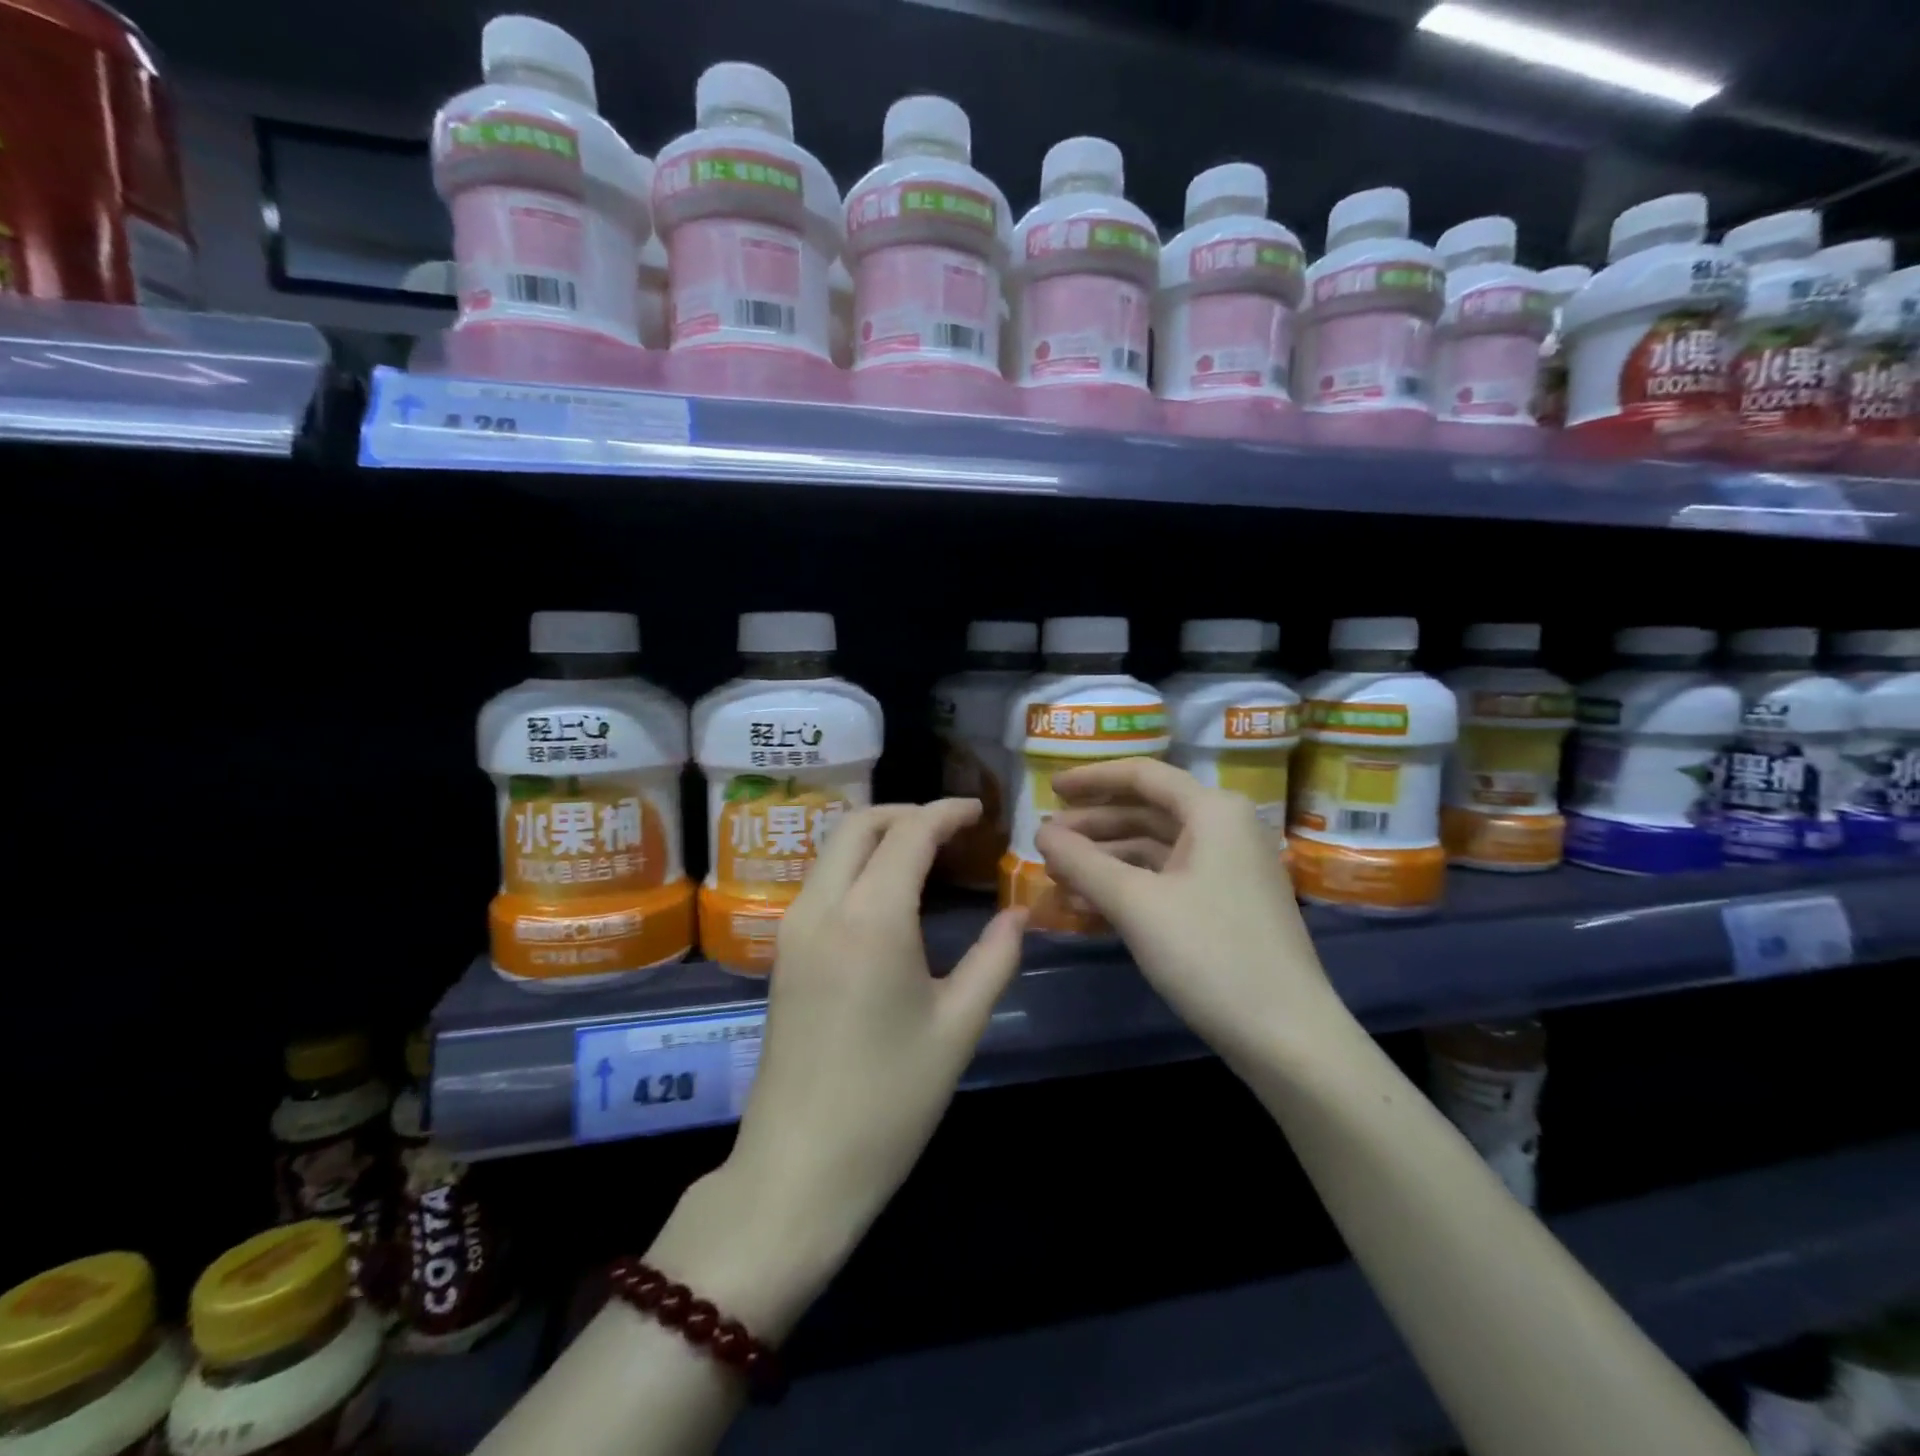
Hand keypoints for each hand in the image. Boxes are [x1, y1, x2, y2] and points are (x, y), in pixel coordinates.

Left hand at [652, 800, 1024, 1339]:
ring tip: (928, 855)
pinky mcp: (784, 952)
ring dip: (880, 835)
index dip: (947, 812)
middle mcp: (823, 907)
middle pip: (860, 824)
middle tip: (954, 829)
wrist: (799, 1168)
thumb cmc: (889, 1101)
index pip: (909, 833)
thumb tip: (1018, 912)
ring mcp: (794, 928)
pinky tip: (891, 893)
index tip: (980, 811)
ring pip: (835, 848)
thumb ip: (995, 958)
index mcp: (871, 918)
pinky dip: (858, 864)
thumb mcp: (958, 1028)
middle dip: (908, 812)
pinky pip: (823, 880)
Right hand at [1033, 759, 1342, 1068]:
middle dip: (1093, 827)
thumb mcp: (1136, 904)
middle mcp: (1225, 829)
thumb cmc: (1210, 954)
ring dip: (1105, 861)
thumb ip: (1083, 862)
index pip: (1142, 776)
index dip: (1091, 779)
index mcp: (1213, 812)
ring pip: (1153, 850)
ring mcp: (1228, 870)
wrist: (1287, 1037)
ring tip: (1057, 876)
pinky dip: (1128, 887)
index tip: (1050, 789)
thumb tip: (1041, 831)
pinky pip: (1166, 880)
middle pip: (1146, 812)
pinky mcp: (1226, 906)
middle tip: (1045, 841)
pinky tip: (1088, 906)